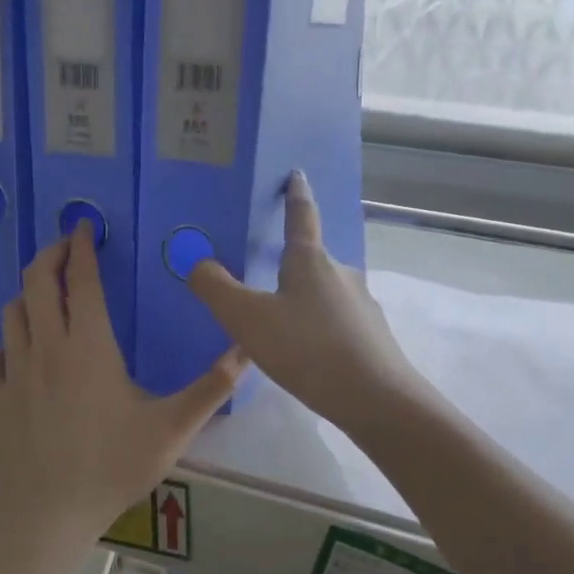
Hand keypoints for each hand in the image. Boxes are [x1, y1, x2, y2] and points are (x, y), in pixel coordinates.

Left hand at [0, 224, 244, 554]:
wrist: (48, 514)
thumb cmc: (113, 466)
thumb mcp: (172, 428)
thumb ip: (211, 387)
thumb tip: (246, 350)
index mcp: (89, 346)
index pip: (80, 280)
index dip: (82, 248)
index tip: (85, 226)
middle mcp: (47, 348)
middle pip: (37, 283)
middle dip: (49, 254)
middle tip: (64, 244)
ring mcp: (15, 372)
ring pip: (12, 314)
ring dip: (27, 294)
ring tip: (44, 292)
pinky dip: (6, 341)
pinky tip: (17, 350)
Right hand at [187, 172, 424, 430]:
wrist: (376, 399)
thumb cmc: (308, 349)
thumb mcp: (249, 320)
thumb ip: (217, 290)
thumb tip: (197, 262)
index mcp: (310, 261)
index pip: (301, 216)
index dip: (295, 194)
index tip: (296, 174)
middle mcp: (341, 273)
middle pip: (312, 260)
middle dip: (290, 264)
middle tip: (263, 277)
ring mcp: (361, 305)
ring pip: (324, 294)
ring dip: (304, 301)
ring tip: (281, 326)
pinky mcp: (372, 335)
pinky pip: (336, 322)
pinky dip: (319, 328)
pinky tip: (308, 354)